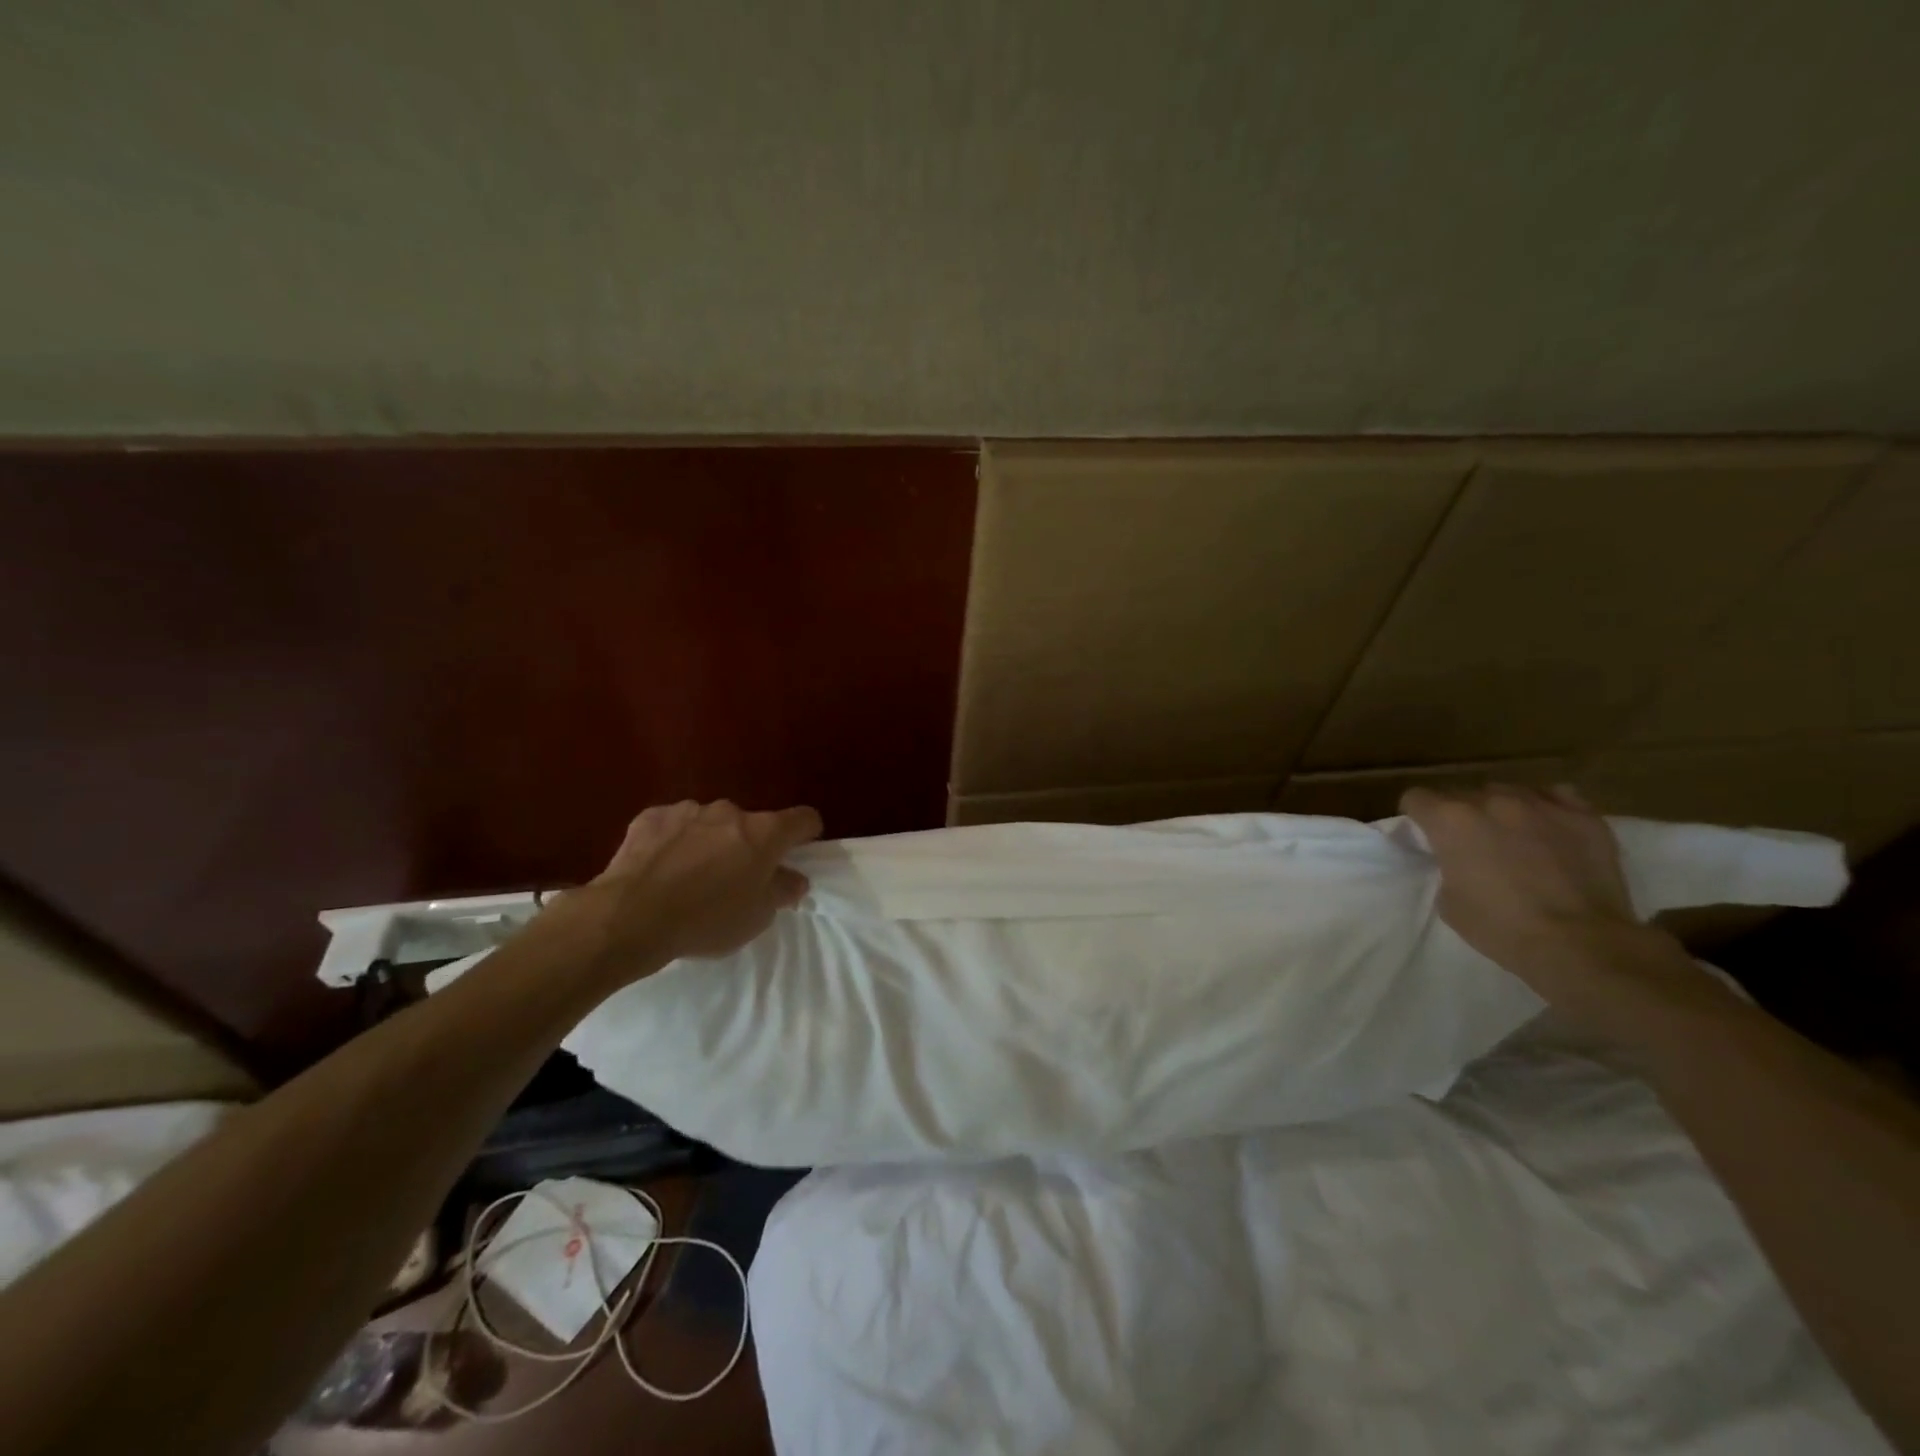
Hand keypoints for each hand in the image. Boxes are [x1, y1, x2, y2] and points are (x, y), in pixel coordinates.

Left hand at [567, 799, 822, 975]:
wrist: (630, 917)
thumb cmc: (706, 920)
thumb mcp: (756, 917)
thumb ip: (781, 891)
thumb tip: (794, 878)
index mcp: (764, 833)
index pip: (803, 819)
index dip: (806, 835)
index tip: (798, 853)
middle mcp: (730, 811)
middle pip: (752, 824)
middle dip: (749, 846)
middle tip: (735, 881)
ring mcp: (688, 810)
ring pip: (711, 824)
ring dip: (710, 843)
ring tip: (690, 878)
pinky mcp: (651, 817)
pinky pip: (674, 826)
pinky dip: (674, 841)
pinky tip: (660, 869)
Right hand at [1399, 783, 1646, 978]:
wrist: (1580, 943)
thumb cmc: (1501, 927)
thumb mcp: (1448, 900)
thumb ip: (1447, 865)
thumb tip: (1459, 858)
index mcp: (1451, 820)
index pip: (1417, 798)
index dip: (1416, 815)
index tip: (1424, 833)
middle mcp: (1492, 801)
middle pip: (1462, 793)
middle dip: (1460, 814)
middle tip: (1470, 842)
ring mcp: (1541, 804)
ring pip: (1508, 791)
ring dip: (1501, 809)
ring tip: (1512, 834)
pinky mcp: (1583, 816)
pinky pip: (1556, 796)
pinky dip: (1545, 808)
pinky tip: (1548, 828)